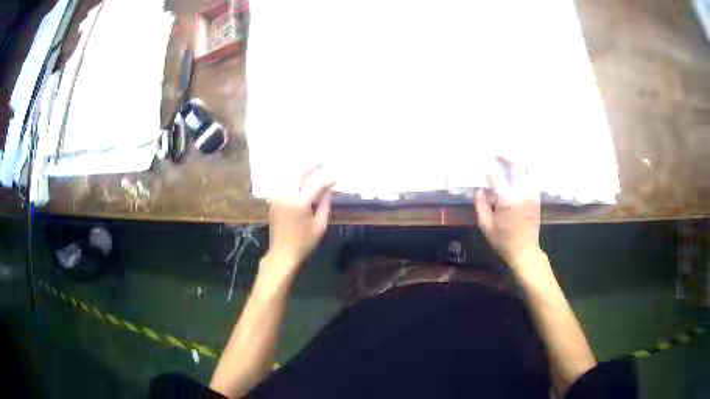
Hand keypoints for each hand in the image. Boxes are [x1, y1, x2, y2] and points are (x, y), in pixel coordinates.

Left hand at [264, 166, 333, 277]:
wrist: (283, 253)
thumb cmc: (304, 243)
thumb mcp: (320, 226)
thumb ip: (325, 205)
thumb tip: (328, 190)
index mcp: (300, 203)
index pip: (316, 183)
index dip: (327, 179)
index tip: (335, 177)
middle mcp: (287, 195)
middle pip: (299, 172)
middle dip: (311, 165)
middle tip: (322, 162)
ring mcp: (277, 196)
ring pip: (286, 173)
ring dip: (297, 167)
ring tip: (308, 164)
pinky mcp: (273, 200)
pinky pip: (279, 181)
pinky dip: (288, 175)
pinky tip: (295, 174)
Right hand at [474, 157, 542, 269]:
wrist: (525, 251)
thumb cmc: (503, 241)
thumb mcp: (486, 225)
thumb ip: (481, 204)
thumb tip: (480, 189)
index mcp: (507, 198)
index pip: (494, 175)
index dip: (485, 167)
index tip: (478, 162)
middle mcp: (521, 191)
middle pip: (516, 164)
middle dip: (504, 155)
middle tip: (494, 152)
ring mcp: (531, 193)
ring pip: (523, 170)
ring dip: (513, 163)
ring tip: (502, 161)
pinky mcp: (535, 197)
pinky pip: (526, 179)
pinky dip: (518, 173)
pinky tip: (511, 176)